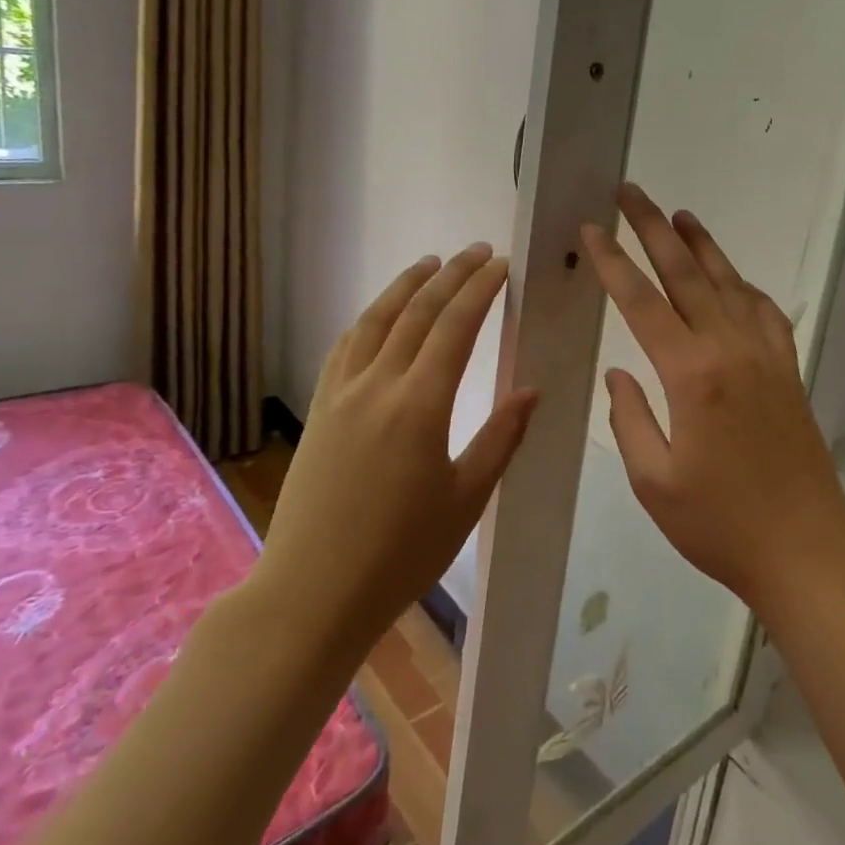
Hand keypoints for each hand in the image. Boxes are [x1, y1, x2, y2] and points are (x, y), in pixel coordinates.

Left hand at [250, 244, 538, 663]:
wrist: (312, 594)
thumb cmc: (401, 554)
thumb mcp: (466, 499)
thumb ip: (501, 437)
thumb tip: (532, 390)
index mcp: (420, 406)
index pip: (455, 327)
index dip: (480, 290)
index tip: (501, 265)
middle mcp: (378, 386)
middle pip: (417, 312)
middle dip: (450, 276)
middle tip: (477, 251)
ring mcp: (341, 395)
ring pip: (376, 321)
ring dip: (405, 286)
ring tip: (430, 263)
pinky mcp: (320, 411)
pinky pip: (346, 347)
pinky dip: (369, 319)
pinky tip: (380, 315)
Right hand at [582, 185, 844, 622]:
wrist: (806, 547)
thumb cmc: (720, 524)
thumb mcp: (655, 483)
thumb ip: (630, 419)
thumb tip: (617, 373)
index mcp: (691, 375)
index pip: (642, 302)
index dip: (613, 262)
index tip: (593, 229)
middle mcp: (730, 350)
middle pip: (686, 274)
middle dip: (654, 229)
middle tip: (631, 192)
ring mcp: (765, 355)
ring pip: (728, 284)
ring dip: (702, 246)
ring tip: (679, 216)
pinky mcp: (788, 369)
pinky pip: (763, 312)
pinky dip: (742, 285)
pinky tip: (731, 277)